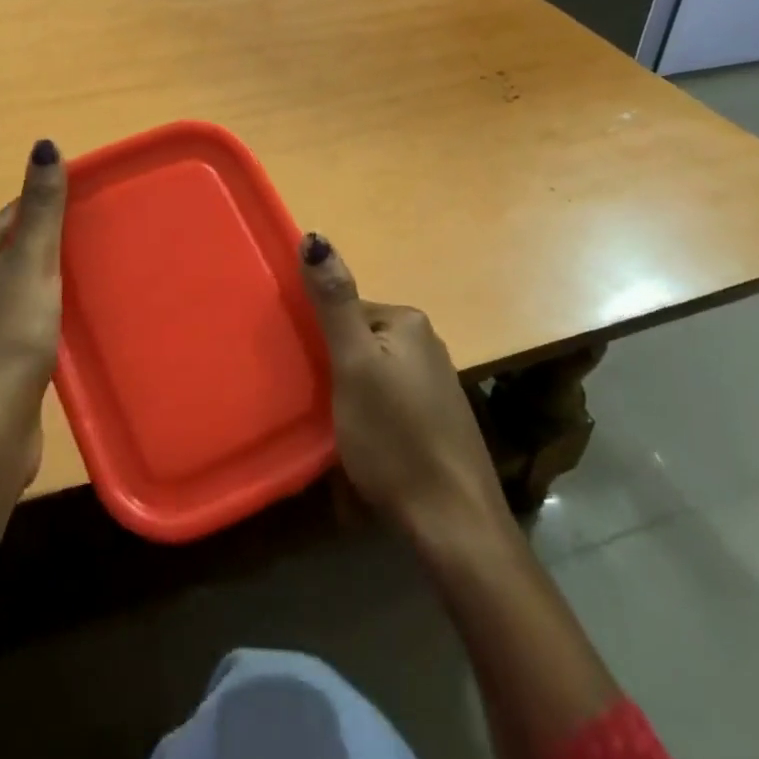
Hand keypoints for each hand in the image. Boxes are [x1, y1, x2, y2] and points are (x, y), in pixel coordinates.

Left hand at [0, 140, 66, 533]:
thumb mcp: (31, 263)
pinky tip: (78, 320)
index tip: (89, 201)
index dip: (47, 204)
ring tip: (98, 272)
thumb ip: (42, 207)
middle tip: (103, 236)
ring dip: (55, 279)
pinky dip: (52, 314)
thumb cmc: (8, 337)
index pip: (12, 215)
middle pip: (18, 251)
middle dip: (55, 242)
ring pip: (24, 288)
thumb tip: (44, 144)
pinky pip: (29, 321)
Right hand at [301, 232, 507, 545]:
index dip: (319, 337)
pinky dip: (371, 412)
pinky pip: (390, 398)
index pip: (345, 309)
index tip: (305, 370)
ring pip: (373, 371)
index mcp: (408, 321)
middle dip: (334, 365)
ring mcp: (436, 382)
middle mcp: (427, 342)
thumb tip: (315, 236)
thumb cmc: (395, 438)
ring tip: (336, 426)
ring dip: (350, 391)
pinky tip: (366, 442)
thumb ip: (334, 302)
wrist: (454, 522)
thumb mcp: (353, 365)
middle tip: (317, 401)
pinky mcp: (438, 418)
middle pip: (359, 339)